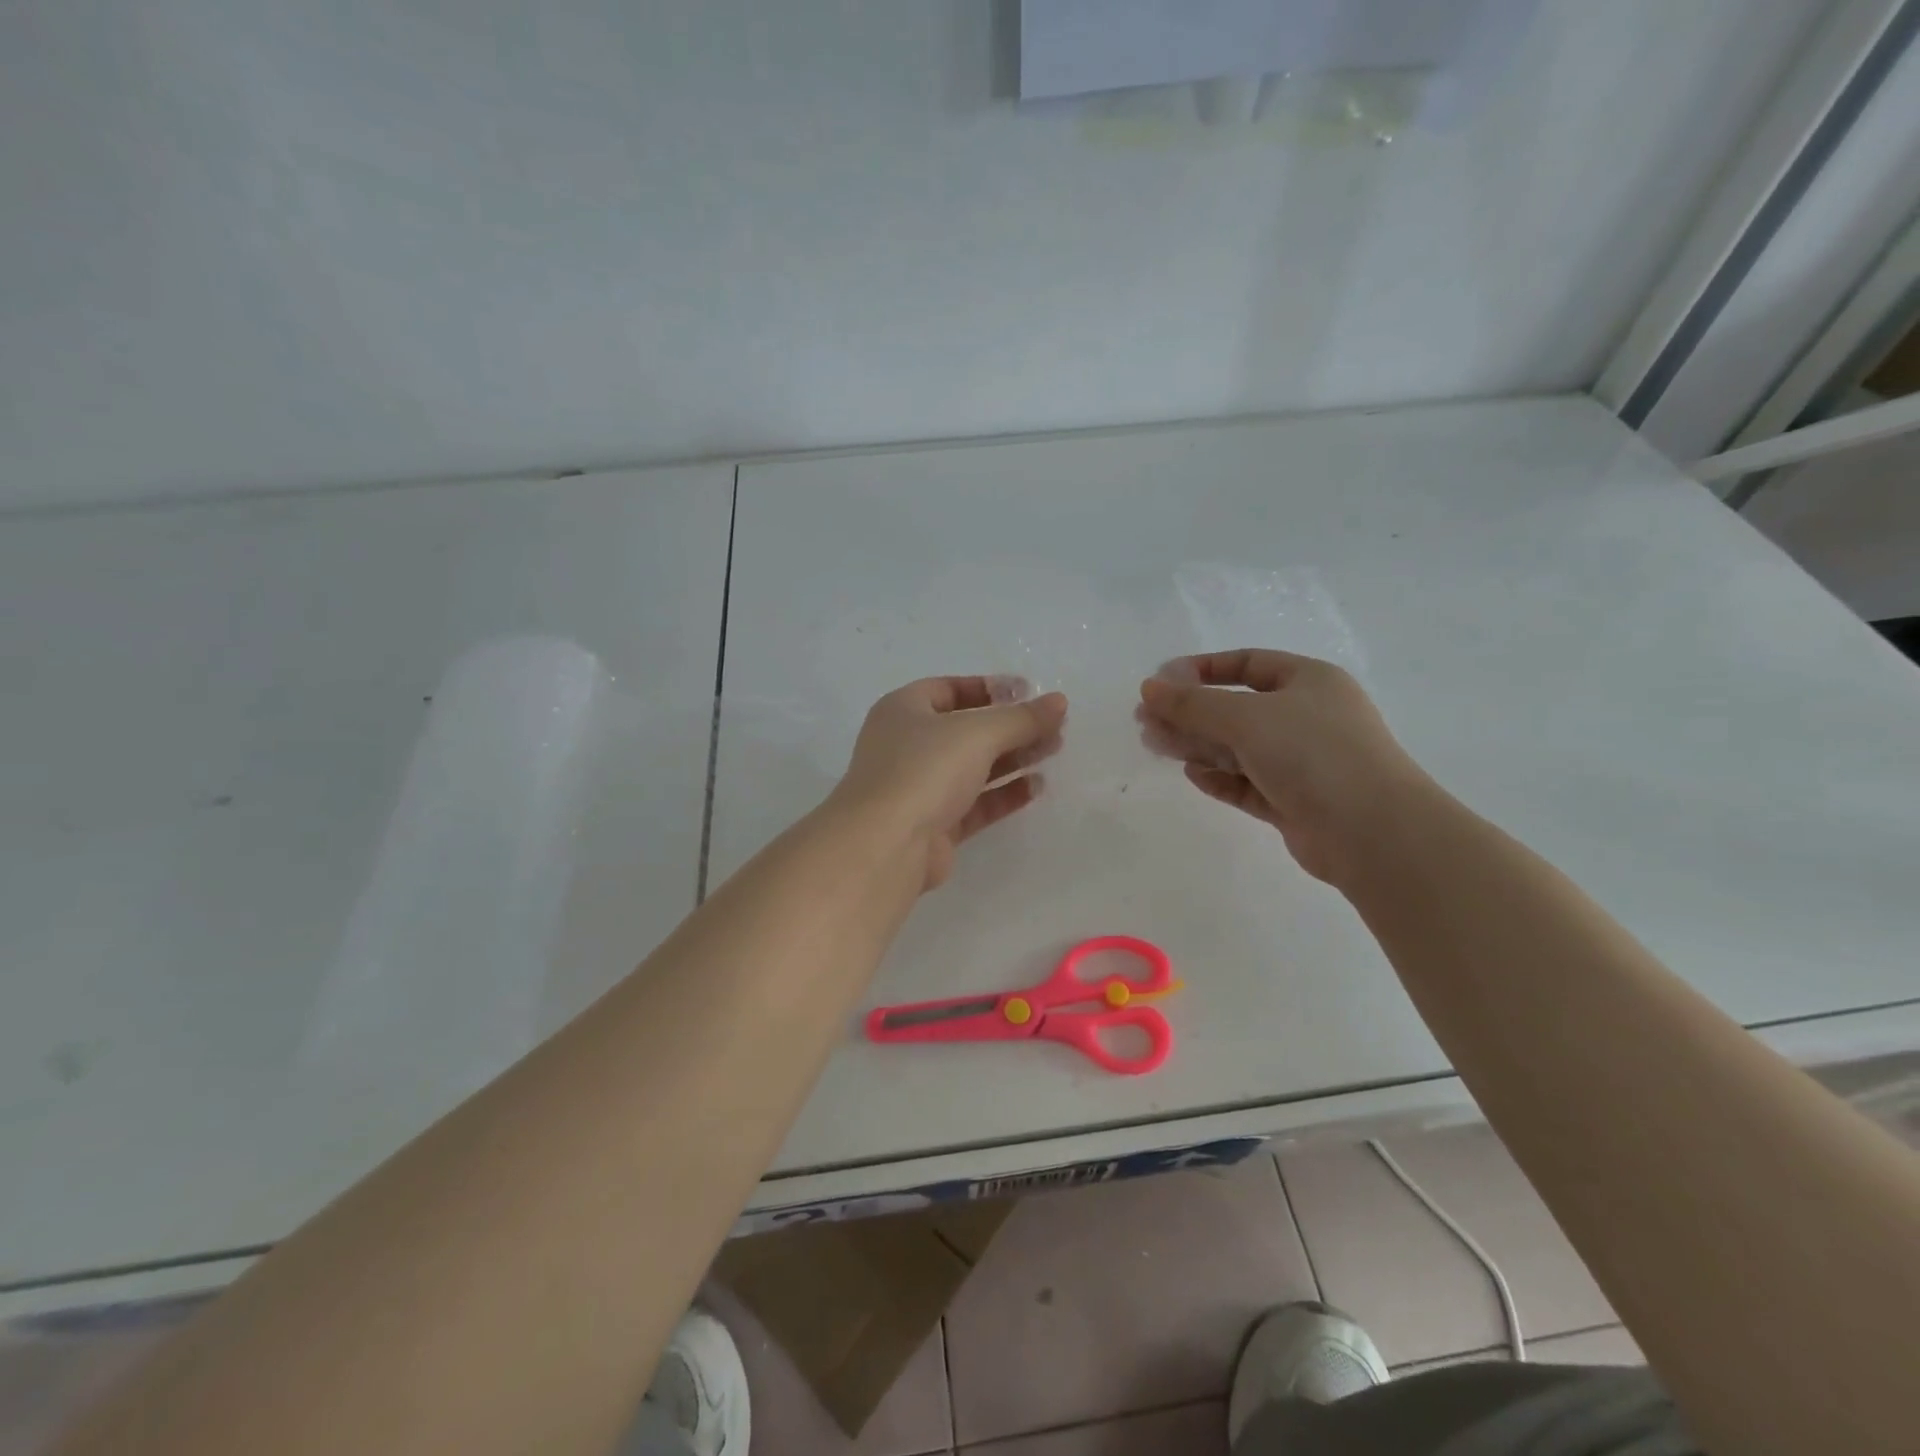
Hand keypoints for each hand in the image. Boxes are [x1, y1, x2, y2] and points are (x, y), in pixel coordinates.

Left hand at [832, 676, 1067, 889]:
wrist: (886, 846)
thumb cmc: (924, 770)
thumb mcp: (978, 733)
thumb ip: (1021, 718)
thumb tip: (1059, 702)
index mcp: (903, 710)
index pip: (950, 689)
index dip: (991, 689)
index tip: (1030, 693)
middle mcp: (907, 746)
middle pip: (967, 729)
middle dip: (1010, 726)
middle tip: (1053, 726)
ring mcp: (919, 788)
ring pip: (973, 767)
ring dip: (1012, 758)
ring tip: (1054, 751)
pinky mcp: (934, 825)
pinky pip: (974, 803)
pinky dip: (1004, 794)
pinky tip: (1036, 787)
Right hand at [1137, 649, 1432, 883]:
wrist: (1372, 833)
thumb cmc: (1313, 754)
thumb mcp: (1247, 718)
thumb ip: (1193, 704)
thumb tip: (1148, 688)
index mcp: (1308, 682)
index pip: (1247, 663)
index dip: (1202, 669)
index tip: (1160, 682)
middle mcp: (1307, 718)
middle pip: (1236, 708)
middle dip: (1190, 713)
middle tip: (1145, 721)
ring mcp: (1302, 763)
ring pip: (1239, 748)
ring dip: (1197, 744)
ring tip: (1154, 745)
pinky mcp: (1294, 802)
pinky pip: (1248, 783)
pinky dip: (1220, 777)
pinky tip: (1191, 774)